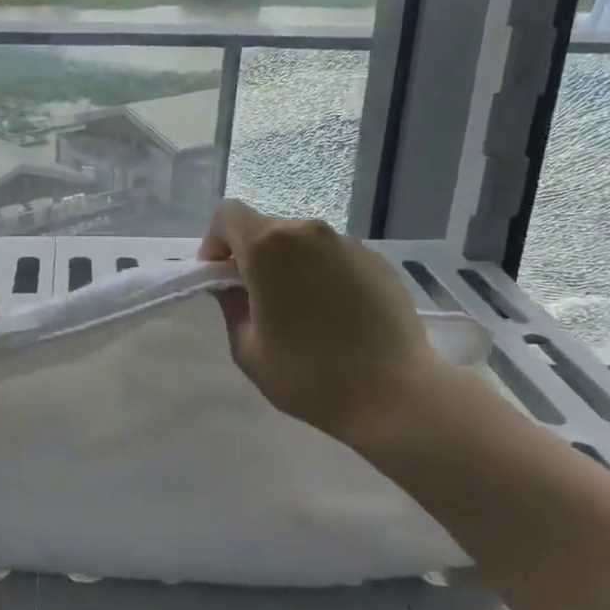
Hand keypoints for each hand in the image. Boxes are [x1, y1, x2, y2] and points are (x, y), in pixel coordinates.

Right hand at [200, 200, 453, 451]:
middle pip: (266, 228)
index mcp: (269, 246)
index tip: (221, 280)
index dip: (215, 242)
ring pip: (302, 243)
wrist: (395, 394)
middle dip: (252, 257)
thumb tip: (233, 286)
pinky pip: (334, 257)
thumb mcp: (247, 348)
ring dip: (290, 266)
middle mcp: (308, 232)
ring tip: (302, 312)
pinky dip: (323, 275)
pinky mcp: (377, 261)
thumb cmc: (308, 375)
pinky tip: (336, 316)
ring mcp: (348, 243)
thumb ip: (231, 305)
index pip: (227, 215)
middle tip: (258, 302)